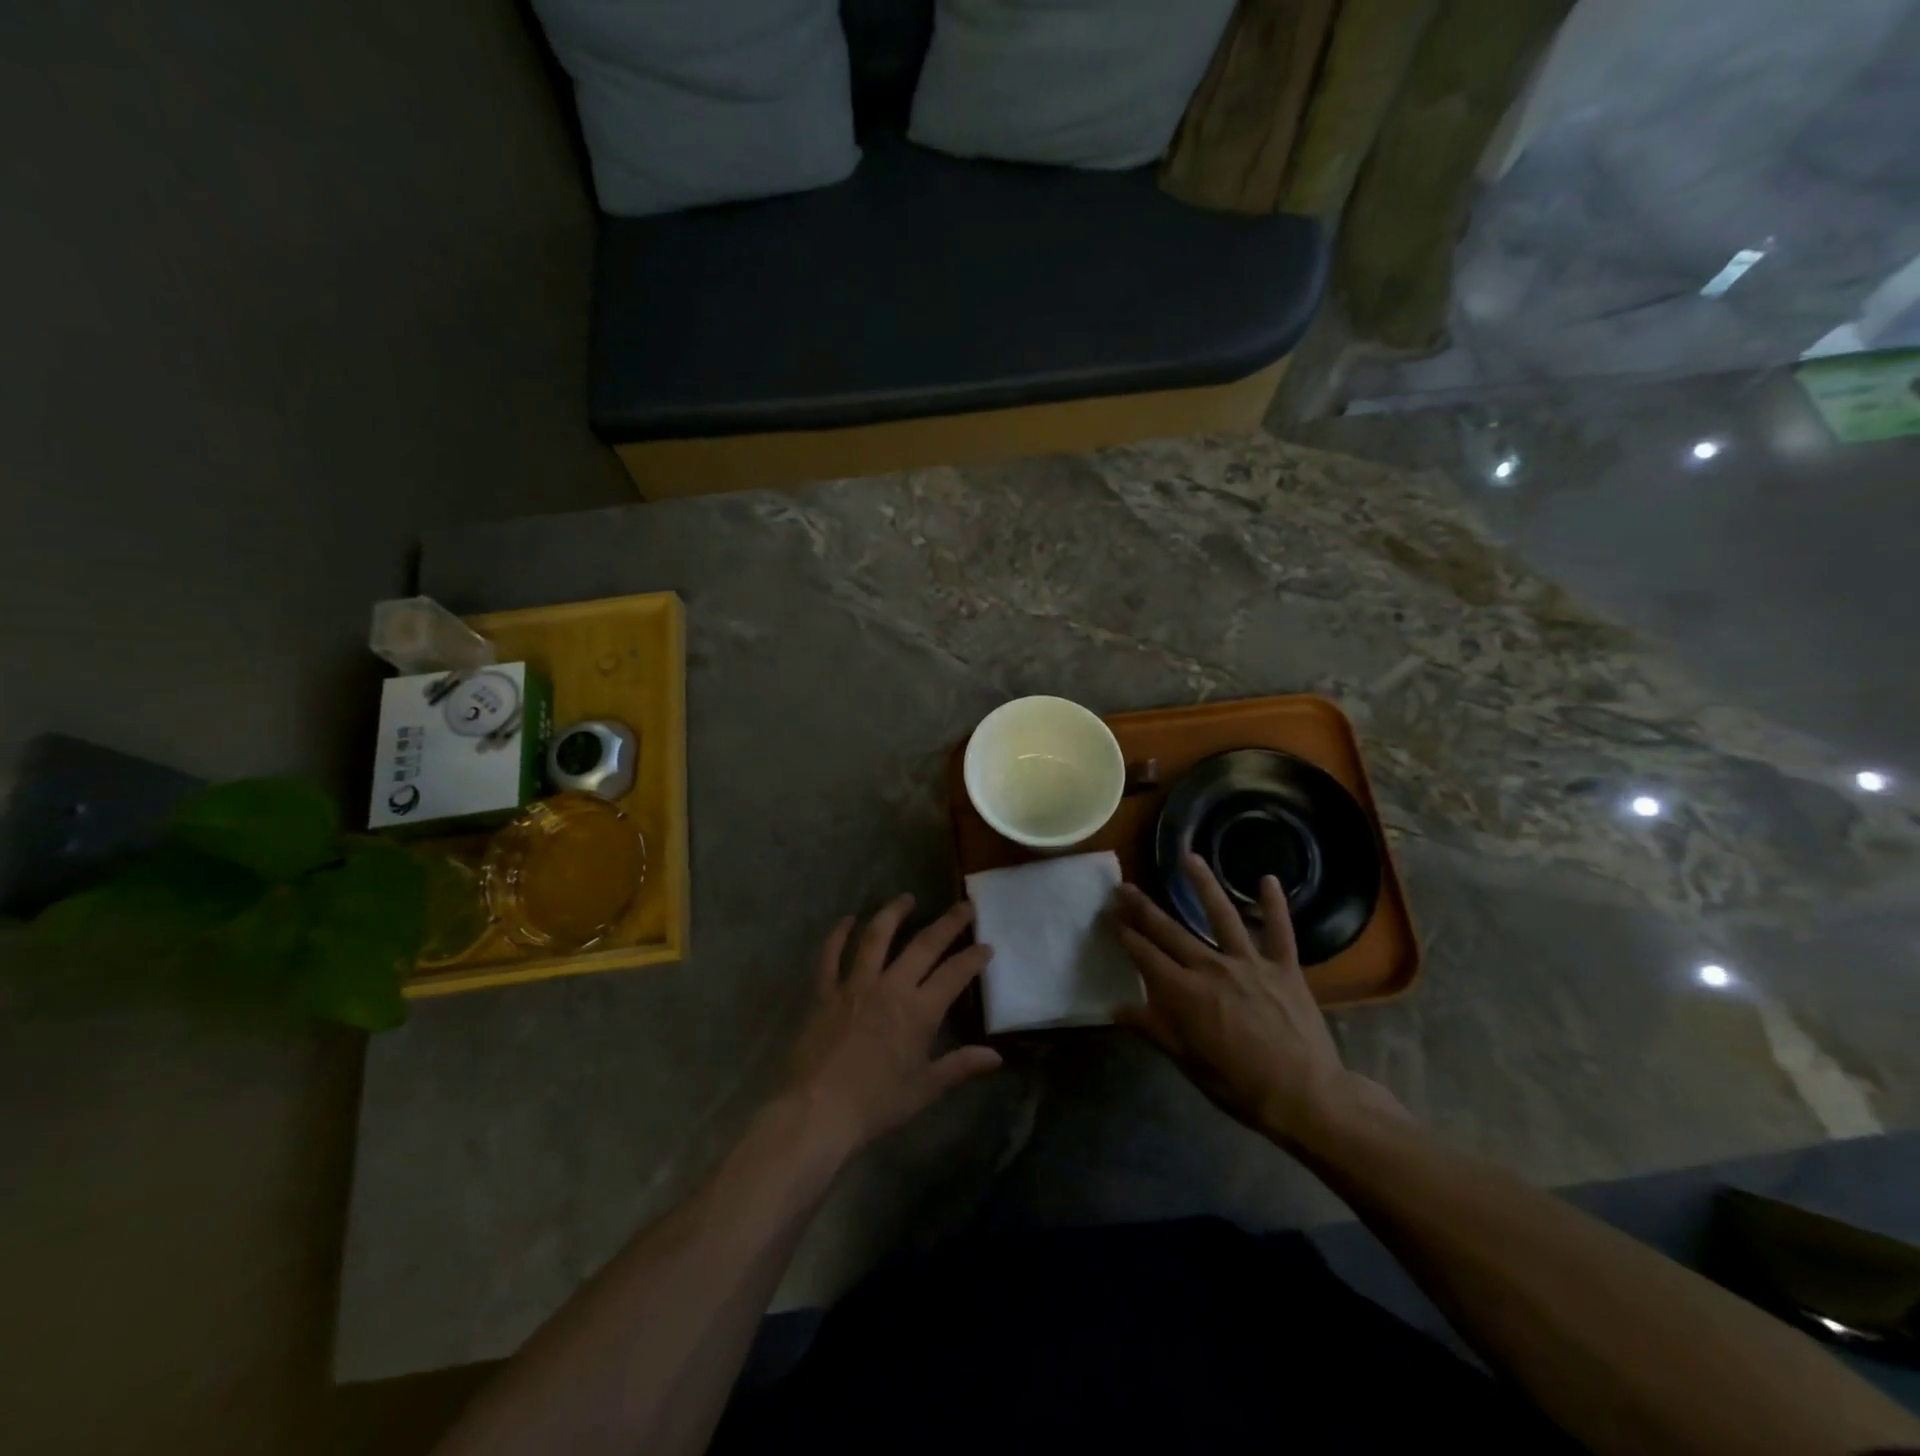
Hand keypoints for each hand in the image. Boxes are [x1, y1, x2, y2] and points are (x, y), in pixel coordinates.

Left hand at [787, 895, 1002, 1154]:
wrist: (818, 1111)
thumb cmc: (876, 1104)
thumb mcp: (925, 1089)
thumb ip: (961, 1066)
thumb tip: (996, 1056)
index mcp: (919, 1011)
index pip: (954, 973)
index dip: (973, 957)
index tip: (986, 945)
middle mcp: (890, 987)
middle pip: (923, 945)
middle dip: (948, 923)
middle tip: (963, 906)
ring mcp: (854, 985)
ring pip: (876, 937)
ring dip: (894, 913)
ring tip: (907, 898)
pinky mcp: (825, 992)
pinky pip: (830, 955)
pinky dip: (838, 935)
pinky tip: (848, 919)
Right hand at [1112, 854, 1403, 1148]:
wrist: (1305, 1096)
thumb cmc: (1238, 1085)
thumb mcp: (1186, 1062)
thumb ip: (1152, 1028)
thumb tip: (1115, 1008)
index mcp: (1184, 992)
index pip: (1145, 955)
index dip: (1125, 934)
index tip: (1109, 916)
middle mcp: (1212, 967)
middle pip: (1171, 930)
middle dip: (1143, 908)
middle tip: (1124, 887)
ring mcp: (1250, 963)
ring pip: (1222, 915)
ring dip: (1203, 884)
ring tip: (1188, 857)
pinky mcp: (1284, 968)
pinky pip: (1280, 930)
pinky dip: (1275, 904)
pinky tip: (1268, 879)